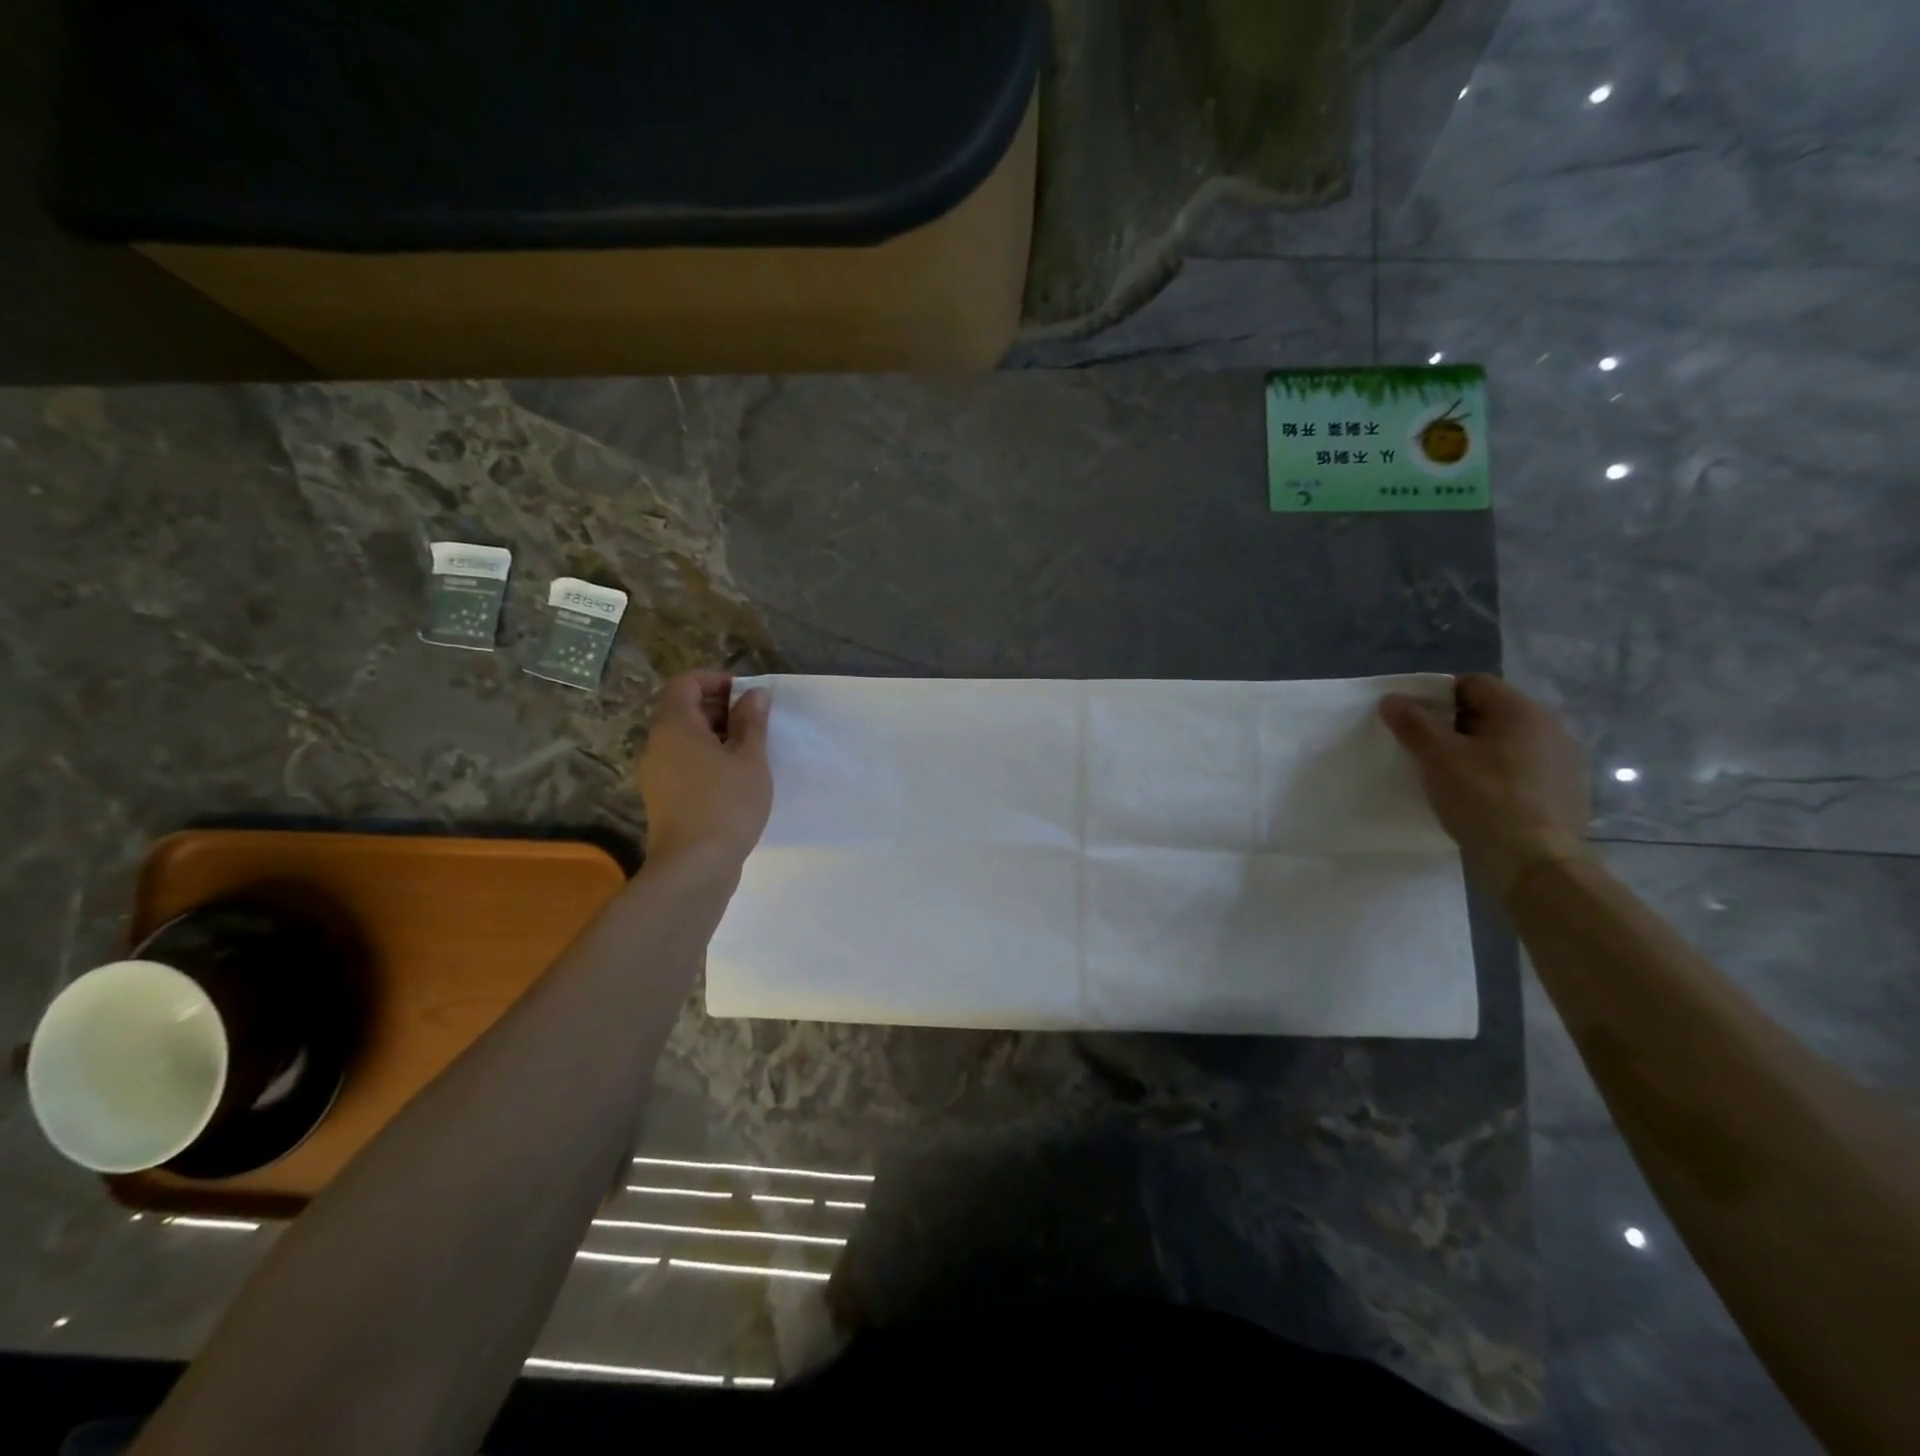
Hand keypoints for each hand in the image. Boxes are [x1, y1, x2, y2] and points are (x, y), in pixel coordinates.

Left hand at [636, 671, 771, 870]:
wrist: (695, 866)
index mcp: (675, 726)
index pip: (685, 683)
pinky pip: (683, 763)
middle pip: (683, 710)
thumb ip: (752, 722)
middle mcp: (658, 744)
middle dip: (719, 708)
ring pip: (684, 739)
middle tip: (754, 723)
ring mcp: (656, 773)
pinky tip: (734, 779)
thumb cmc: (726, 804)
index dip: (715, 680)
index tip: (746, 695)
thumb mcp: (750, 758)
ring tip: (749, 752)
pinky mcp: (662, 798)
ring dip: (715, 736)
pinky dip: (707, 759)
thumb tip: (754, 694)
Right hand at [1379, 674, 1591, 899]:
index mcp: (1521, 711)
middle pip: (1489, 712)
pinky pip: (1520, 769)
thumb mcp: (1437, 758)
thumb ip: (1413, 724)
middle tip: (1423, 749)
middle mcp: (1549, 727)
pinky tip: (1478, 797)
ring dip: (1475, 751)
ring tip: (1448, 776)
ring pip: (1505, 742)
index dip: (1436, 696)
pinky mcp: (1565, 791)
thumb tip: (1393, 699)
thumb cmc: (1484, 799)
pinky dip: (1496, 774)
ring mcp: (1562, 761)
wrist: (1536, 862)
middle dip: (1453, 725)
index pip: (1472, 684)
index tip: (1412, 721)